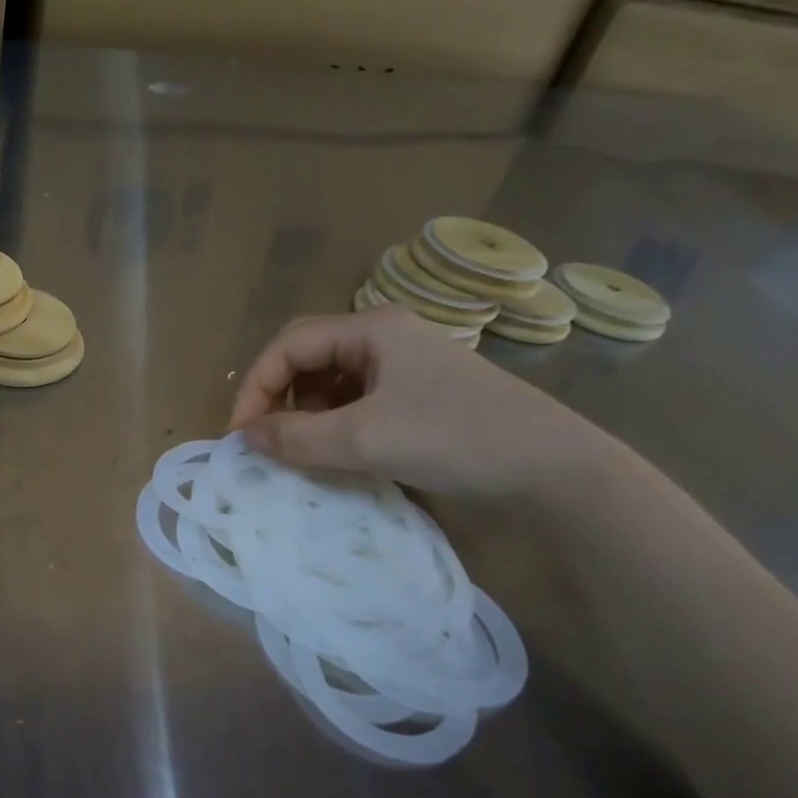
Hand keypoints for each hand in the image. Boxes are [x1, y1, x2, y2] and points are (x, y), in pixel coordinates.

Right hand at [228, 308, 607, 500]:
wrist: (555, 468)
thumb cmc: (454, 438)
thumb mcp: (365, 440)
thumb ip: (297, 437)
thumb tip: (245, 437)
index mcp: (371, 329)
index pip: (288, 346)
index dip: (256, 387)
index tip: (242, 434)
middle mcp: (385, 336)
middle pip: (307, 356)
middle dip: (278, 395)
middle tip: (265, 438)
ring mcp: (406, 364)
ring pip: (331, 379)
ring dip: (306, 411)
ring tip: (302, 448)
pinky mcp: (420, 393)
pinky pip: (358, 399)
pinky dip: (335, 422)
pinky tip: (340, 450)